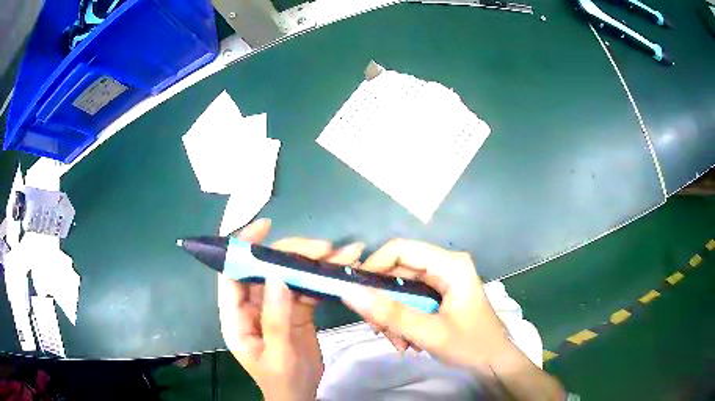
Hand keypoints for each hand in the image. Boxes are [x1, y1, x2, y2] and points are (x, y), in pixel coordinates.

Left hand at [218, 219, 363, 400]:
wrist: (301, 396)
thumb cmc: (282, 382)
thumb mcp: (278, 356)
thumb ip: (275, 319)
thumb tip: (276, 276)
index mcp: (236, 318)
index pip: (231, 275)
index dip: (242, 248)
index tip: (264, 227)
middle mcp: (252, 306)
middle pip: (265, 269)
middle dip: (291, 253)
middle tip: (322, 248)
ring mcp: (275, 306)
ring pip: (288, 275)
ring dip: (312, 262)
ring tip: (341, 254)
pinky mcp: (296, 310)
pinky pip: (306, 288)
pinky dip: (322, 278)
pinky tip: (341, 268)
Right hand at [341, 239, 564, 399]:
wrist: (496, 364)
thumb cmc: (471, 346)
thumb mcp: (429, 332)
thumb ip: (390, 313)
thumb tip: (349, 292)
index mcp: (450, 264)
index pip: (400, 249)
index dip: (374, 266)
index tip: (356, 293)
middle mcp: (445, 266)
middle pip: (398, 272)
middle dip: (383, 302)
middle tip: (377, 329)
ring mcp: (442, 281)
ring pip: (400, 289)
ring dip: (391, 316)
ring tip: (398, 342)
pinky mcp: (439, 295)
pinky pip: (409, 301)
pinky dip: (401, 320)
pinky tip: (406, 341)